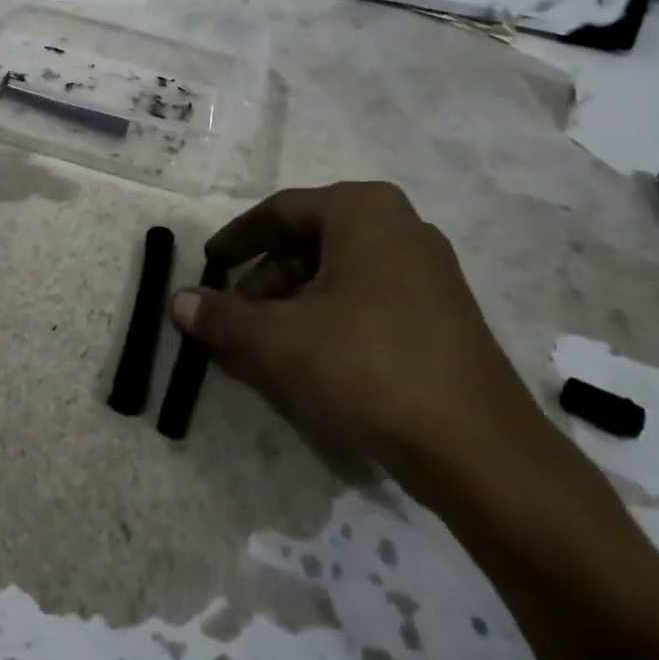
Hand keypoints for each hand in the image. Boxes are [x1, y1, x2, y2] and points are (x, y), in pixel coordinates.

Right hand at [173, 182, 557, 500]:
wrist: (479, 449)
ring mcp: (429, 270)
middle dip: (264, 281)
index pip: (279, 212)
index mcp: (361, 210)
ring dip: (293, 305)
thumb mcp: (277, 340)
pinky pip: (369, 300)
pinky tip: (310, 362)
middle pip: (309, 243)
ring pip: (338, 275)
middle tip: (234, 318)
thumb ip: (221, 316)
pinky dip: (329, 320)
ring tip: (265, 348)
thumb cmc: (365, 366)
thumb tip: (179, 302)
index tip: (208, 267)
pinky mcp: (445, 314)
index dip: (236, 240)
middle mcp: (399, 226)